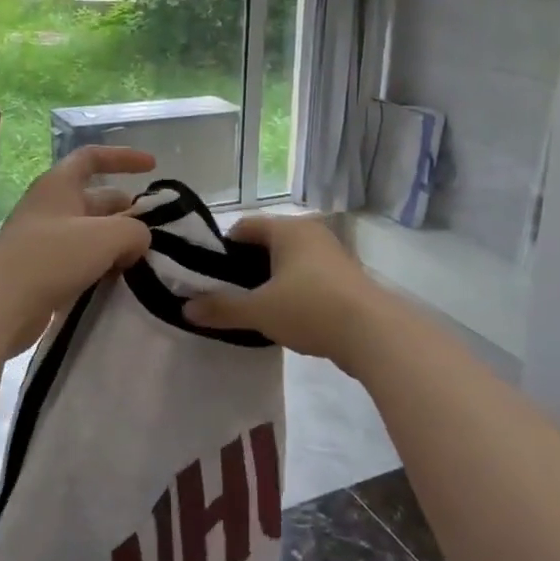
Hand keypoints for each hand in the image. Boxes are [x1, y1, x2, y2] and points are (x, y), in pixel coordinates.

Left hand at [0, 145, 156, 355]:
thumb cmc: (51, 257)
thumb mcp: (106, 236)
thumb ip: (135, 231)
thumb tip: (139, 240)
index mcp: (59, 185)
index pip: (92, 157)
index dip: (123, 157)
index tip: (153, 167)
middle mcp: (51, 207)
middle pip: (96, 198)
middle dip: (127, 209)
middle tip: (155, 229)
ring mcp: (44, 240)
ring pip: (91, 232)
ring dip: (117, 241)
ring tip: (143, 257)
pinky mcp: (43, 272)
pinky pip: (81, 260)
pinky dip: (102, 264)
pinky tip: (120, 279)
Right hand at [184, 215, 386, 373]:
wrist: (374, 333)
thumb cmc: (311, 308)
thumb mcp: (260, 310)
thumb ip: (222, 308)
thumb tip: (185, 309)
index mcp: (287, 229)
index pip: (243, 227)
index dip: (221, 249)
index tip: (208, 276)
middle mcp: (309, 232)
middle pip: (266, 243)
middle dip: (244, 267)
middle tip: (226, 295)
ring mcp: (330, 254)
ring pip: (288, 261)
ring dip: (269, 280)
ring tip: (252, 308)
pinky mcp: (344, 277)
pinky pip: (307, 276)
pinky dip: (291, 290)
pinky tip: (284, 316)